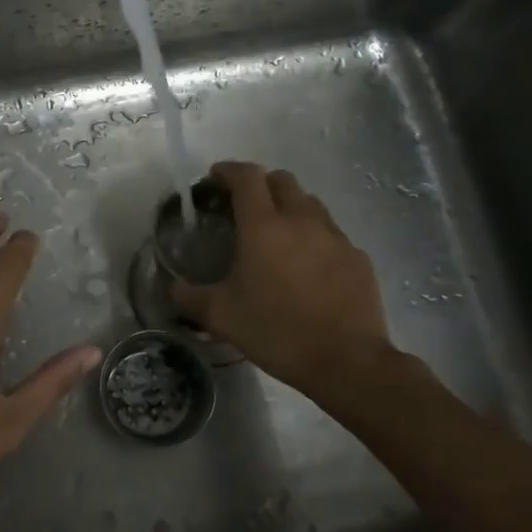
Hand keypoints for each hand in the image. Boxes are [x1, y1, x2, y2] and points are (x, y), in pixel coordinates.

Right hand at [171, 162, 400, 398]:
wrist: (346, 361)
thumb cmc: (276, 331)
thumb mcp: (221, 317)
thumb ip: (190, 297)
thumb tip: (174, 288)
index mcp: (263, 227)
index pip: (247, 177)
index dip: (228, 170)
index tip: (215, 178)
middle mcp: (301, 220)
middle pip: (281, 180)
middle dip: (260, 184)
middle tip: (244, 206)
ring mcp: (335, 237)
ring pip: (310, 203)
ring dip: (289, 207)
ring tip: (277, 234)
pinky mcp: (357, 257)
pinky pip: (331, 233)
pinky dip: (314, 237)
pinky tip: (307, 267)